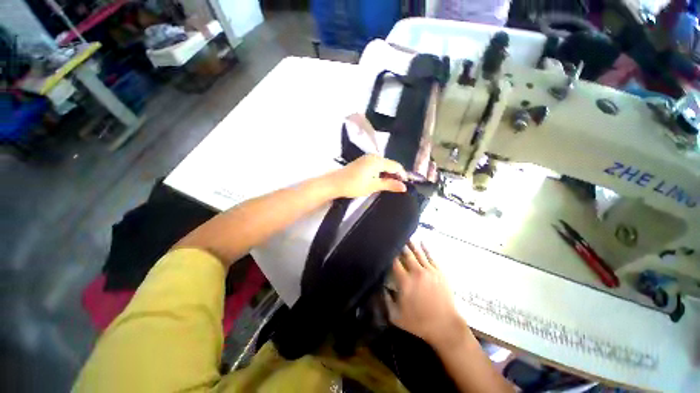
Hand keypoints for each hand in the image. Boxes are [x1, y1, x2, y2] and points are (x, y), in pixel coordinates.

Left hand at [326, 154, 406, 197]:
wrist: (335, 183)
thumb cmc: (354, 185)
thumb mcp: (373, 186)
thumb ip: (389, 185)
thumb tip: (404, 187)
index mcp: (377, 161)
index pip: (396, 166)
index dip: (402, 175)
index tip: (406, 185)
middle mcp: (373, 157)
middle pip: (390, 164)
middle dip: (395, 175)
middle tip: (398, 187)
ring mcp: (367, 158)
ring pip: (383, 165)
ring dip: (388, 174)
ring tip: (390, 185)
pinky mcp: (363, 162)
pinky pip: (376, 165)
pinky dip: (381, 172)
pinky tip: (380, 180)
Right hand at [387, 241, 467, 349]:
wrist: (445, 327)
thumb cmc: (419, 322)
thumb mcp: (396, 316)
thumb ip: (386, 299)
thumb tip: (380, 285)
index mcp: (405, 281)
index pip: (394, 262)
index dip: (389, 254)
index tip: (385, 248)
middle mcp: (416, 272)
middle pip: (406, 254)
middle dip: (400, 245)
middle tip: (395, 237)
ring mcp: (429, 271)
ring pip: (418, 253)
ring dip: (411, 244)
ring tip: (406, 236)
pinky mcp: (440, 272)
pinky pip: (431, 257)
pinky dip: (426, 248)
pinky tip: (422, 242)